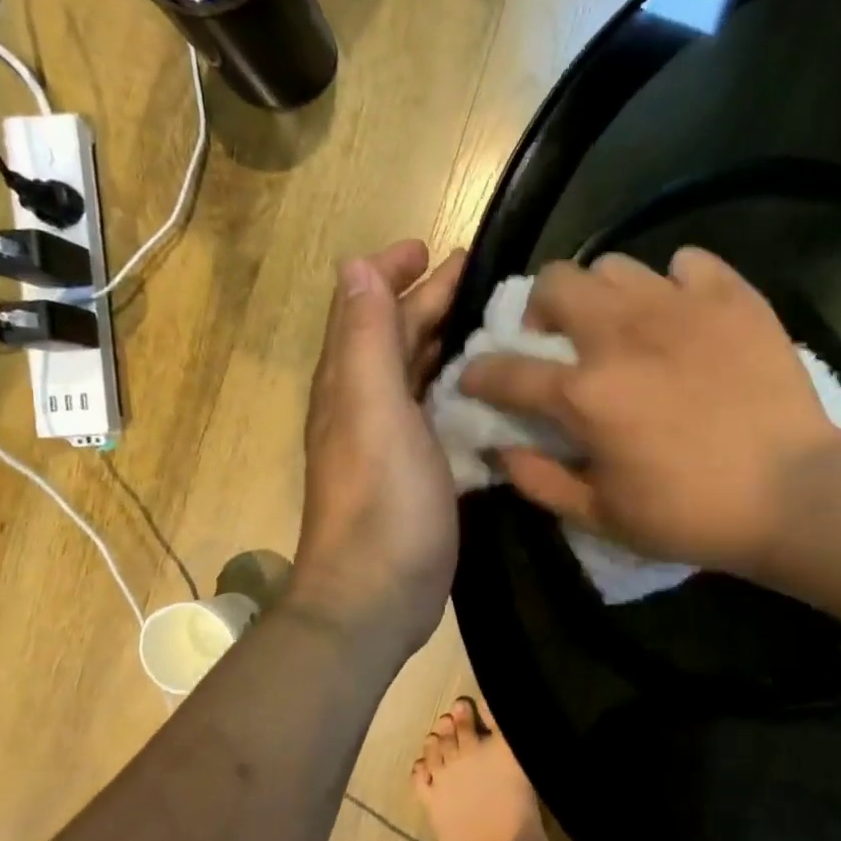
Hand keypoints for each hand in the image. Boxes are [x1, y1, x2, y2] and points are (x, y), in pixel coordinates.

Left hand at [292, 241, 464, 657]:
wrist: (376, 594)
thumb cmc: (381, 500)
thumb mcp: (373, 410)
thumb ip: (366, 340)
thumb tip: (355, 266)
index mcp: (352, 382)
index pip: (369, 308)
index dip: (395, 272)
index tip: (432, 246)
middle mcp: (367, 403)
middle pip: (397, 336)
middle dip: (429, 299)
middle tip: (475, 273)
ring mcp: (392, 441)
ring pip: (419, 373)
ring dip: (445, 341)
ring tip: (487, 321)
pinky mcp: (418, 472)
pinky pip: (438, 413)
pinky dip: (459, 389)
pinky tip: (488, 390)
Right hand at [458, 248, 840, 574]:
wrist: (794, 493)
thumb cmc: (695, 516)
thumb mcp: (606, 518)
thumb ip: (543, 483)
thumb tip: (503, 451)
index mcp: (585, 394)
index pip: (506, 371)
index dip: (479, 374)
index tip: (476, 379)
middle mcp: (622, 335)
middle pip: (555, 283)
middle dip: (541, 307)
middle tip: (558, 337)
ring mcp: (679, 307)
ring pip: (615, 265)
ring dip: (604, 293)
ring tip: (623, 323)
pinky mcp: (731, 298)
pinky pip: (688, 262)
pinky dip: (677, 283)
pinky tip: (685, 314)